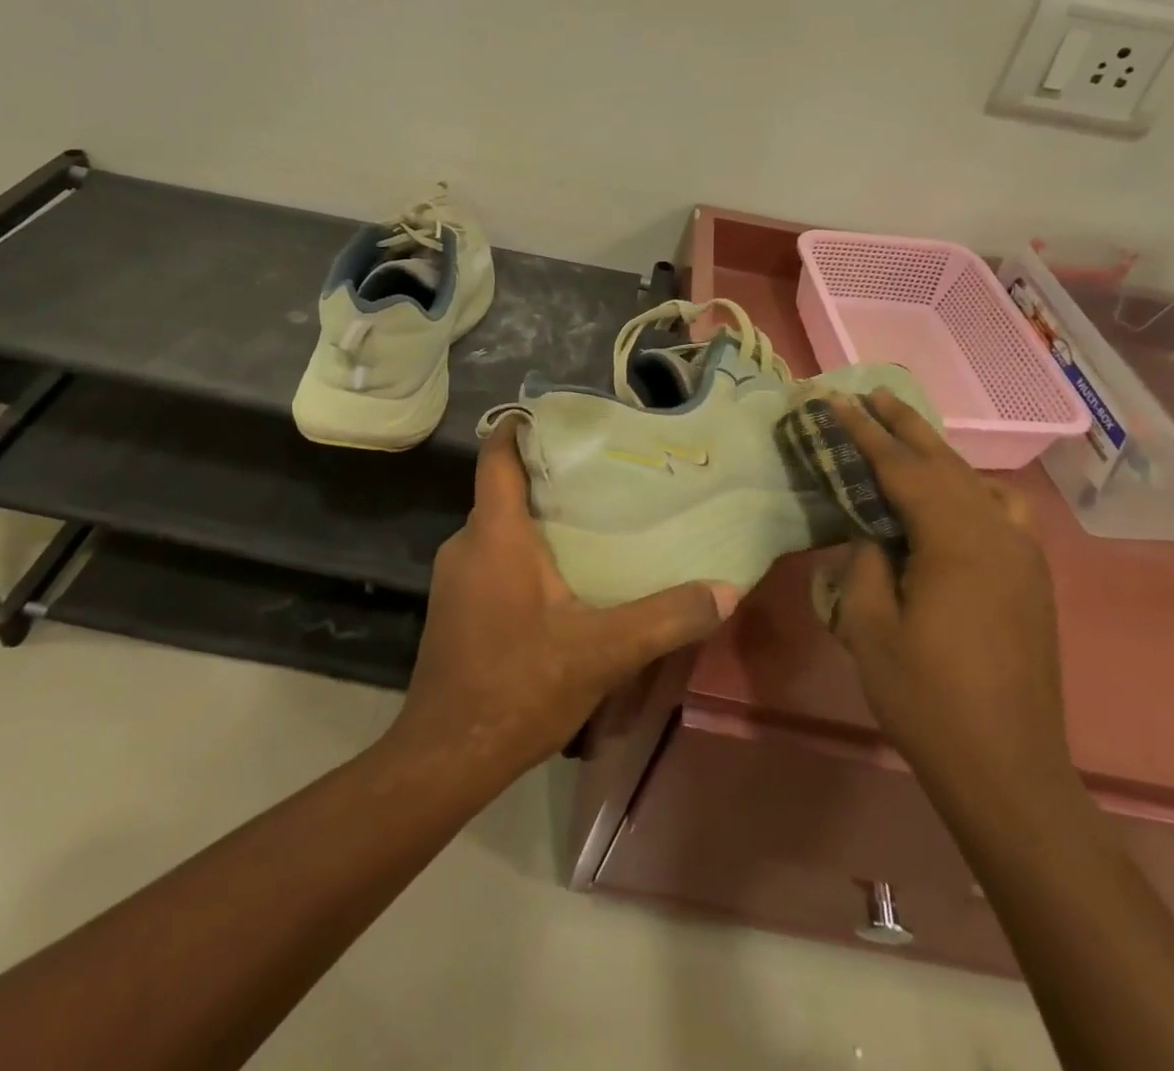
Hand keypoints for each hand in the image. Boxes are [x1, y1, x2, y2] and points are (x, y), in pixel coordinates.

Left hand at [392, 416, 738, 778]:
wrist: (447, 755)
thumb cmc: (518, 686)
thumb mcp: (602, 652)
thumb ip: (665, 618)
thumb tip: (725, 590)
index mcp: (495, 534)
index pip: (497, 457)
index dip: (519, 428)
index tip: (558, 417)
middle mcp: (466, 543)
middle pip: (503, 492)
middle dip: (547, 479)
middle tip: (602, 476)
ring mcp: (454, 577)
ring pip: (498, 529)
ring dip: (537, 521)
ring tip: (591, 523)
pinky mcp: (454, 607)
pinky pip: (491, 559)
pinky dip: (522, 554)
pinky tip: (560, 579)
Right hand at [825, 390, 1073, 798]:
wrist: (1007, 768)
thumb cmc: (927, 698)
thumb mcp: (871, 628)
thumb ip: (866, 564)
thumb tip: (872, 532)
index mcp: (956, 542)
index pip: (902, 469)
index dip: (866, 432)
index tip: (838, 400)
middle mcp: (997, 535)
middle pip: (945, 463)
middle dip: (904, 426)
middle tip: (871, 394)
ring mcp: (1022, 557)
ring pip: (976, 484)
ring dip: (937, 454)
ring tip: (906, 436)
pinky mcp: (1031, 579)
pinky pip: (1001, 512)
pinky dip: (972, 489)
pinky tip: (956, 499)